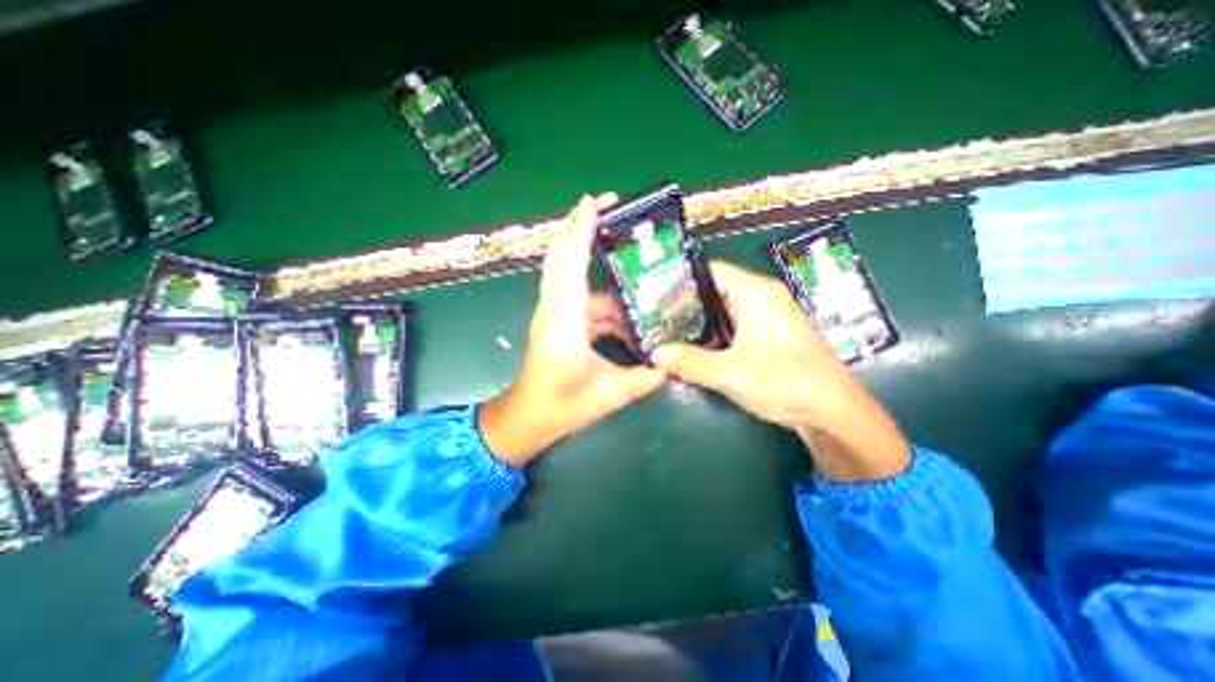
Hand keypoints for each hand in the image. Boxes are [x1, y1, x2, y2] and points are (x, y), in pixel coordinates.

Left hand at [478, 194, 662, 465]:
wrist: (528, 419)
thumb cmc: (563, 407)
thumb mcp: (612, 394)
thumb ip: (647, 376)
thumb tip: (674, 361)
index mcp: (565, 324)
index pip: (571, 267)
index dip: (581, 231)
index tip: (593, 201)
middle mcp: (553, 311)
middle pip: (560, 256)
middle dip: (579, 225)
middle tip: (607, 203)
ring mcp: (551, 314)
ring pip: (570, 275)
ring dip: (595, 267)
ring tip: (630, 265)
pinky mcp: (555, 321)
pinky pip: (579, 297)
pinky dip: (601, 299)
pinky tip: (624, 314)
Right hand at [650, 257, 906, 482]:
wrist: (833, 412)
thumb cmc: (786, 382)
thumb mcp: (731, 373)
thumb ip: (690, 362)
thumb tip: (655, 354)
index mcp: (756, 293)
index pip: (710, 271)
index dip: (681, 280)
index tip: (654, 295)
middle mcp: (761, 298)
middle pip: (713, 291)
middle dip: (684, 306)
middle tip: (654, 318)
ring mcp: (765, 317)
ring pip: (721, 311)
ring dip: (696, 323)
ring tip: (665, 332)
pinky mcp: (766, 336)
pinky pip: (731, 327)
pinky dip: (711, 335)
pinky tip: (691, 348)